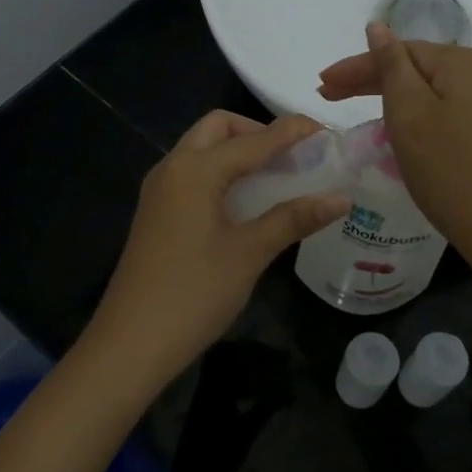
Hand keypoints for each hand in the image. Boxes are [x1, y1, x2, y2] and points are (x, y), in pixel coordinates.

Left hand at [81, 111, 348, 392]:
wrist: (130, 343)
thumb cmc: (194, 294)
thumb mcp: (249, 254)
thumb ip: (293, 219)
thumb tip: (340, 198)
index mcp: (194, 170)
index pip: (252, 140)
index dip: (291, 132)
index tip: (325, 130)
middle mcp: (172, 168)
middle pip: (218, 128)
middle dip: (257, 132)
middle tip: (292, 155)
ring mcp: (159, 191)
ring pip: (201, 149)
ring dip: (238, 150)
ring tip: (276, 175)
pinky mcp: (156, 212)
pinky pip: (192, 173)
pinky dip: (222, 171)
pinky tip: (245, 200)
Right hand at [318, 23, 471, 266]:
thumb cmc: (444, 165)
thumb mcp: (408, 110)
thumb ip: (390, 65)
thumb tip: (377, 26)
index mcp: (459, 61)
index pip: (397, 51)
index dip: (356, 65)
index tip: (321, 82)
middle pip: (410, 66)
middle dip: (366, 78)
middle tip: (325, 92)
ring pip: (421, 87)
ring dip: (382, 93)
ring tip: (344, 103)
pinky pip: (434, 105)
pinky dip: (405, 110)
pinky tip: (384, 118)